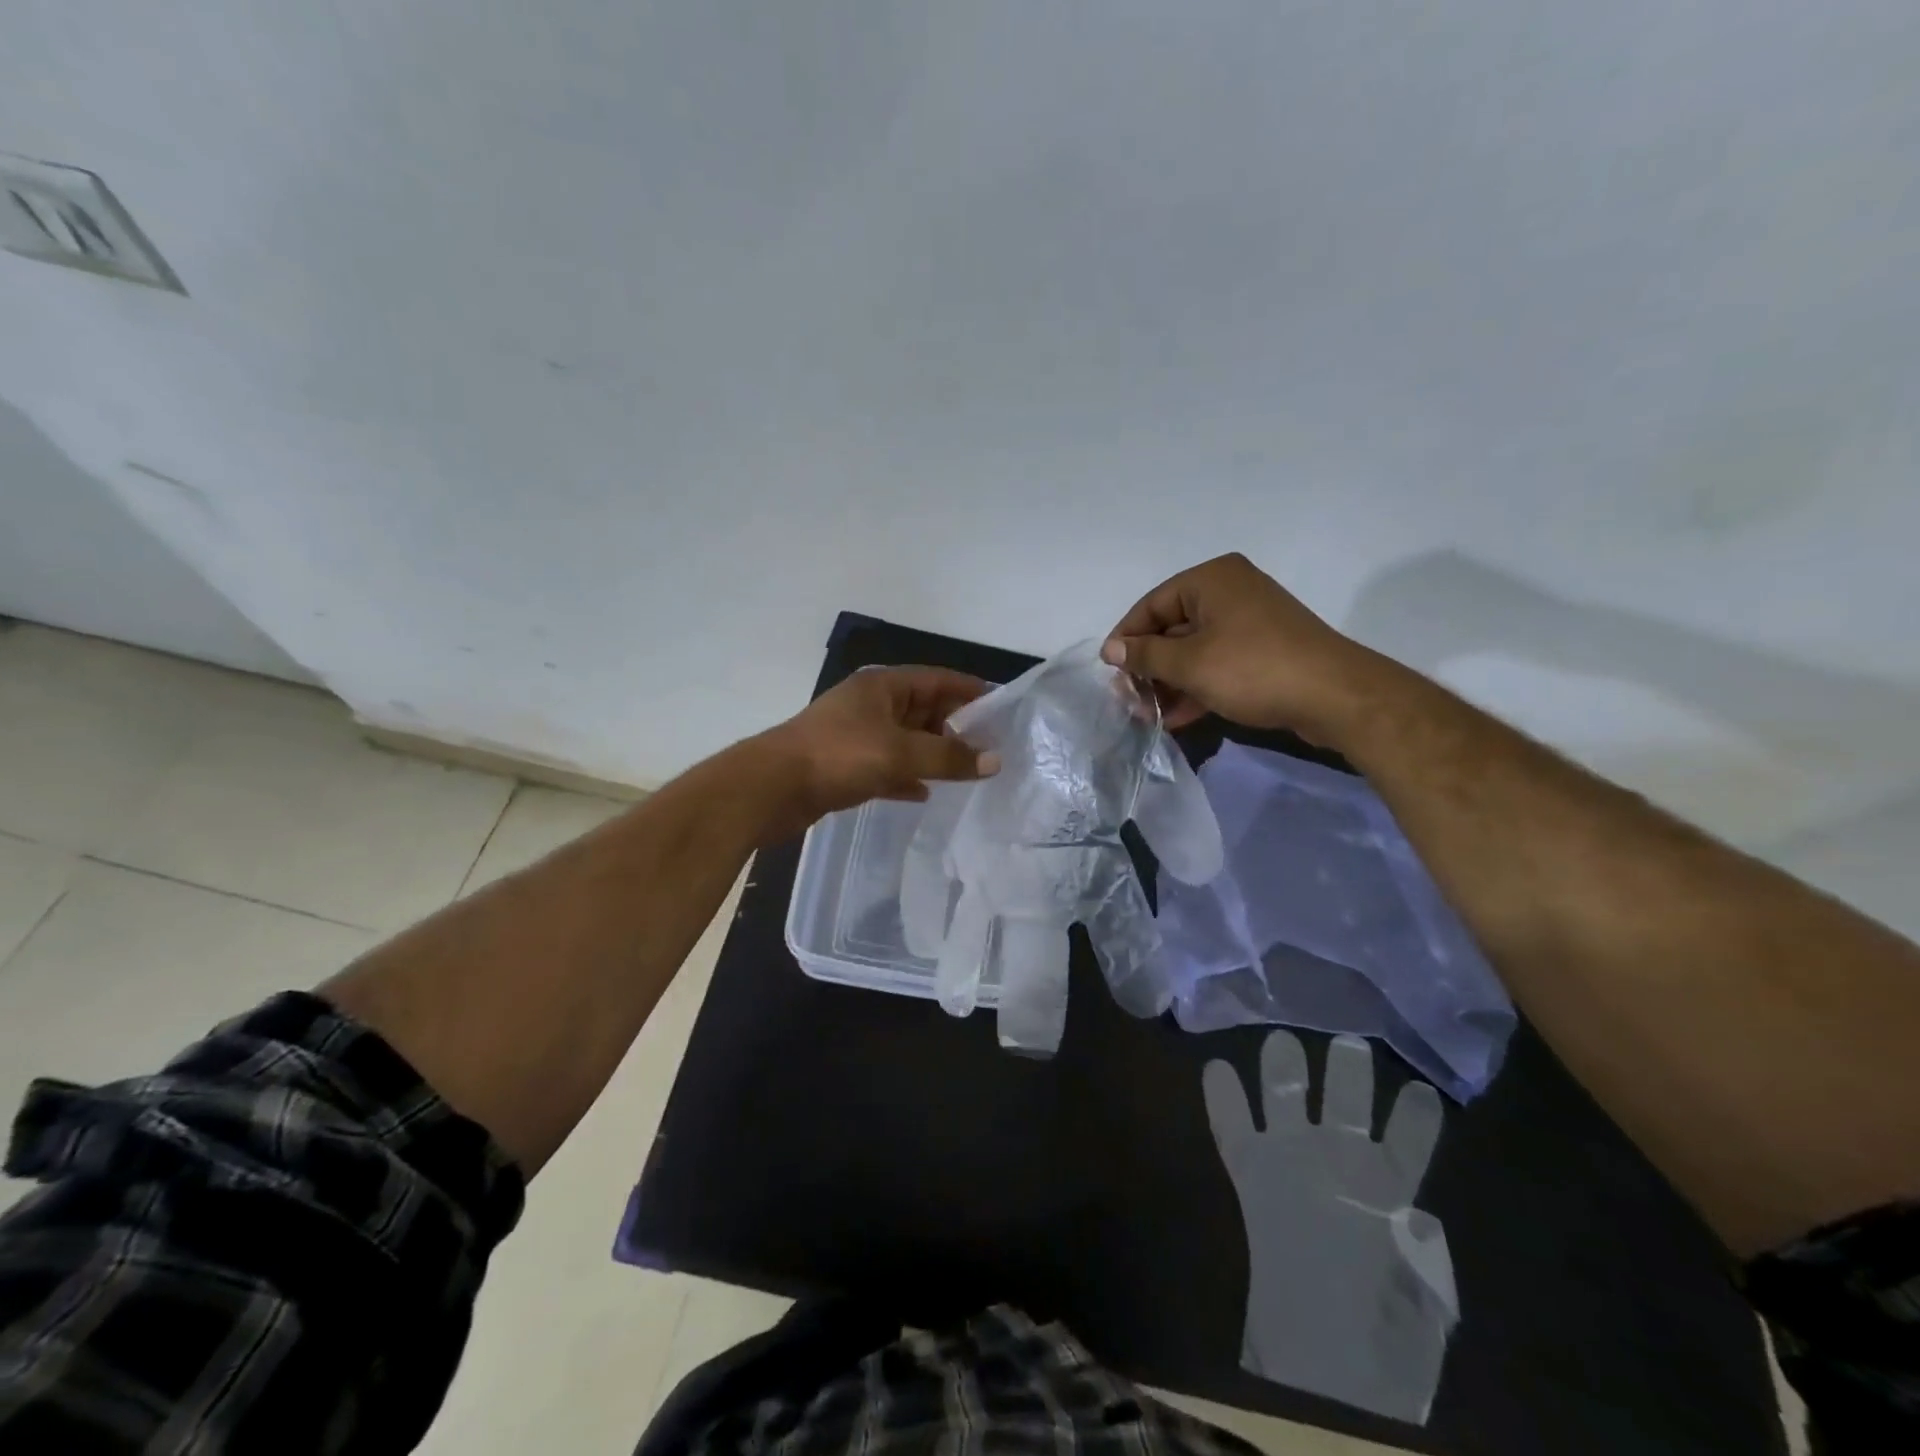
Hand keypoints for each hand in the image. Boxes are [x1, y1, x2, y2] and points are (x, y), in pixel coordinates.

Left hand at [756, 667, 999, 837]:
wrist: (772, 788)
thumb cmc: (839, 756)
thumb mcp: (900, 753)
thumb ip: (949, 757)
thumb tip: (995, 760)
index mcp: (883, 686)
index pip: (938, 679)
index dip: (970, 690)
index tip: (1002, 707)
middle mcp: (871, 704)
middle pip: (924, 709)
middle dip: (956, 726)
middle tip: (992, 747)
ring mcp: (856, 735)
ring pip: (907, 740)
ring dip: (934, 753)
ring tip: (969, 770)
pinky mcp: (846, 765)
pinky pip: (887, 766)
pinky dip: (907, 776)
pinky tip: (926, 792)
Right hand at [1102, 553, 1391, 743]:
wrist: (1335, 696)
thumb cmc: (1253, 670)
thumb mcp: (1189, 664)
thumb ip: (1145, 656)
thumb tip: (1111, 650)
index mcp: (1210, 580)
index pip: (1151, 605)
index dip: (1126, 640)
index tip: (1110, 674)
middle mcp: (1229, 591)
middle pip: (1171, 628)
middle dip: (1149, 668)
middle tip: (1131, 700)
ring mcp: (1249, 621)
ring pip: (1194, 650)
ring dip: (1170, 683)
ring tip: (1151, 715)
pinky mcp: (1263, 650)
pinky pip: (1217, 663)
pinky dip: (1196, 686)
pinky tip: (1178, 718)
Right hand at [1205, 1032, 1455, 1421]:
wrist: (1322, 1349)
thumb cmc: (1380, 1319)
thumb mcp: (1424, 1292)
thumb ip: (1425, 1249)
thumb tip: (1419, 1218)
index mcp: (1385, 1185)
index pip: (1405, 1141)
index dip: (1415, 1119)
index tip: (1422, 1091)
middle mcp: (1337, 1158)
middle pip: (1342, 1102)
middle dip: (1346, 1072)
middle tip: (1347, 1040)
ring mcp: (1291, 1156)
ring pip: (1289, 1098)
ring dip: (1286, 1069)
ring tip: (1285, 1039)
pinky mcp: (1250, 1169)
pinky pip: (1231, 1127)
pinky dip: (1222, 1101)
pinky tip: (1216, 1070)